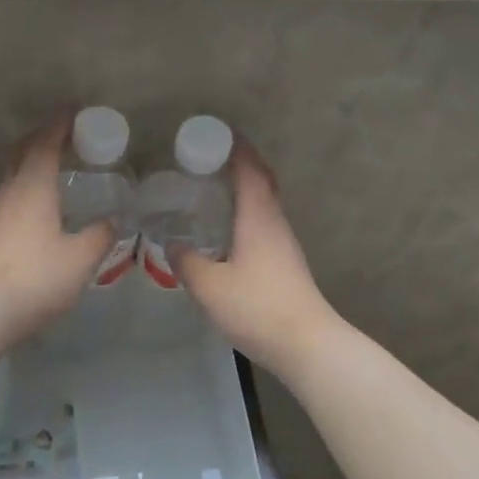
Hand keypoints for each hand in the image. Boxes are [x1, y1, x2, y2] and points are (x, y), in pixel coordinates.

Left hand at [0, 118, 112, 343]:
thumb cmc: (36, 277)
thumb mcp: (81, 258)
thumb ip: (100, 235)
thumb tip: (114, 220)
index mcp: (33, 187)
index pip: (45, 143)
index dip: (59, 124)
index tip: (73, 110)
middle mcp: (10, 192)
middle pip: (22, 152)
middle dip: (42, 138)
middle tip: (65, 135)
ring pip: (13, 175)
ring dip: (32, 163)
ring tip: (55, 167)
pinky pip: (11, 196)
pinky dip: (27, 187)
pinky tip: (40, 206)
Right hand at [175, 142, 341, 376]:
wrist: (306, 344)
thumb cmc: (258, 308)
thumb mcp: (209, 286)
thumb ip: (186, 262)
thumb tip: (172, 243)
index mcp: (258, 217)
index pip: (249, 169)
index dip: (234, 148)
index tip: (213, 133)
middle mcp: (275, 222)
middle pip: (261, 181)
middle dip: (238, 164)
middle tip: (206, 159)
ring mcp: (284, 243)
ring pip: (263, 204)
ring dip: (242, 189)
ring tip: (209, 189)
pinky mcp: (285, 262)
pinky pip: (262, 223)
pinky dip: (244, 213)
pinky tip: (225, 230)